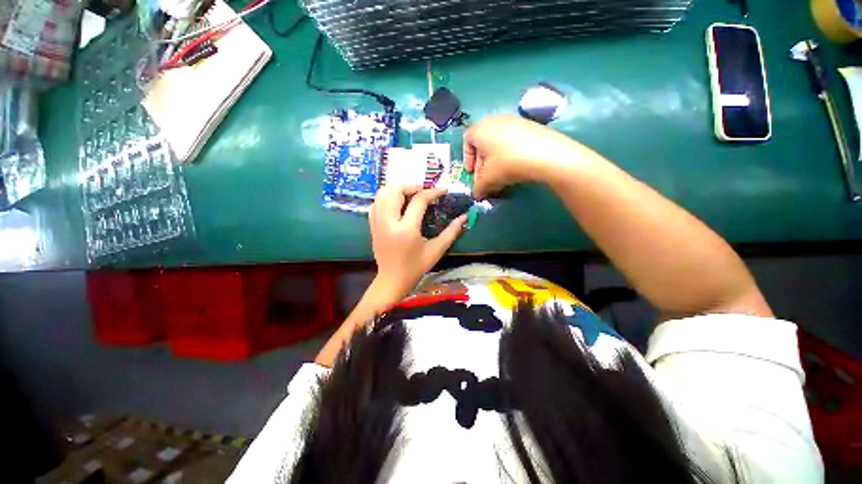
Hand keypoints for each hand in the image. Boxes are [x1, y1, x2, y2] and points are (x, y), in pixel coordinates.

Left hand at [369, 185, 466, 297]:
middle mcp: (388, 223)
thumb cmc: (416, 267)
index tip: (442, 191)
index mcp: (406, 230)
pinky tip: (397, 204)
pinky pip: (376, 203)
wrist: (392, 280)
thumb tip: (464, 217)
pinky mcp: (372, 225)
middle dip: (411, 186)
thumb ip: (451, 232)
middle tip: (423, 192)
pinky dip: (386, 197)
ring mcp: (377, 223)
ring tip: (410, 195)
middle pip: (395, 190)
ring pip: (382, 193)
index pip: (419, 201)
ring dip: (397, 189)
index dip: (432, 192)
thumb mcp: (436, 250)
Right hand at [463, 114, 583, 197]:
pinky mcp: (528, 125)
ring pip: (496, 143)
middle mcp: (494, 120)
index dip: (467, 159)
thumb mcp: (488, 179)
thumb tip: (476, 194)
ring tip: (500, 175)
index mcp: (480, 129)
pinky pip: (510, 140)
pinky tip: (514, 167)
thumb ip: (478, 187)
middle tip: (485, 179)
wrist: (546, 154)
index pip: (466, 141)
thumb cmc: (508, 163)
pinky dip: (507, 154)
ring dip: (494, 160)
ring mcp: (513, 121)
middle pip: (482, 143)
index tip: (471, 173)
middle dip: (481, 163)